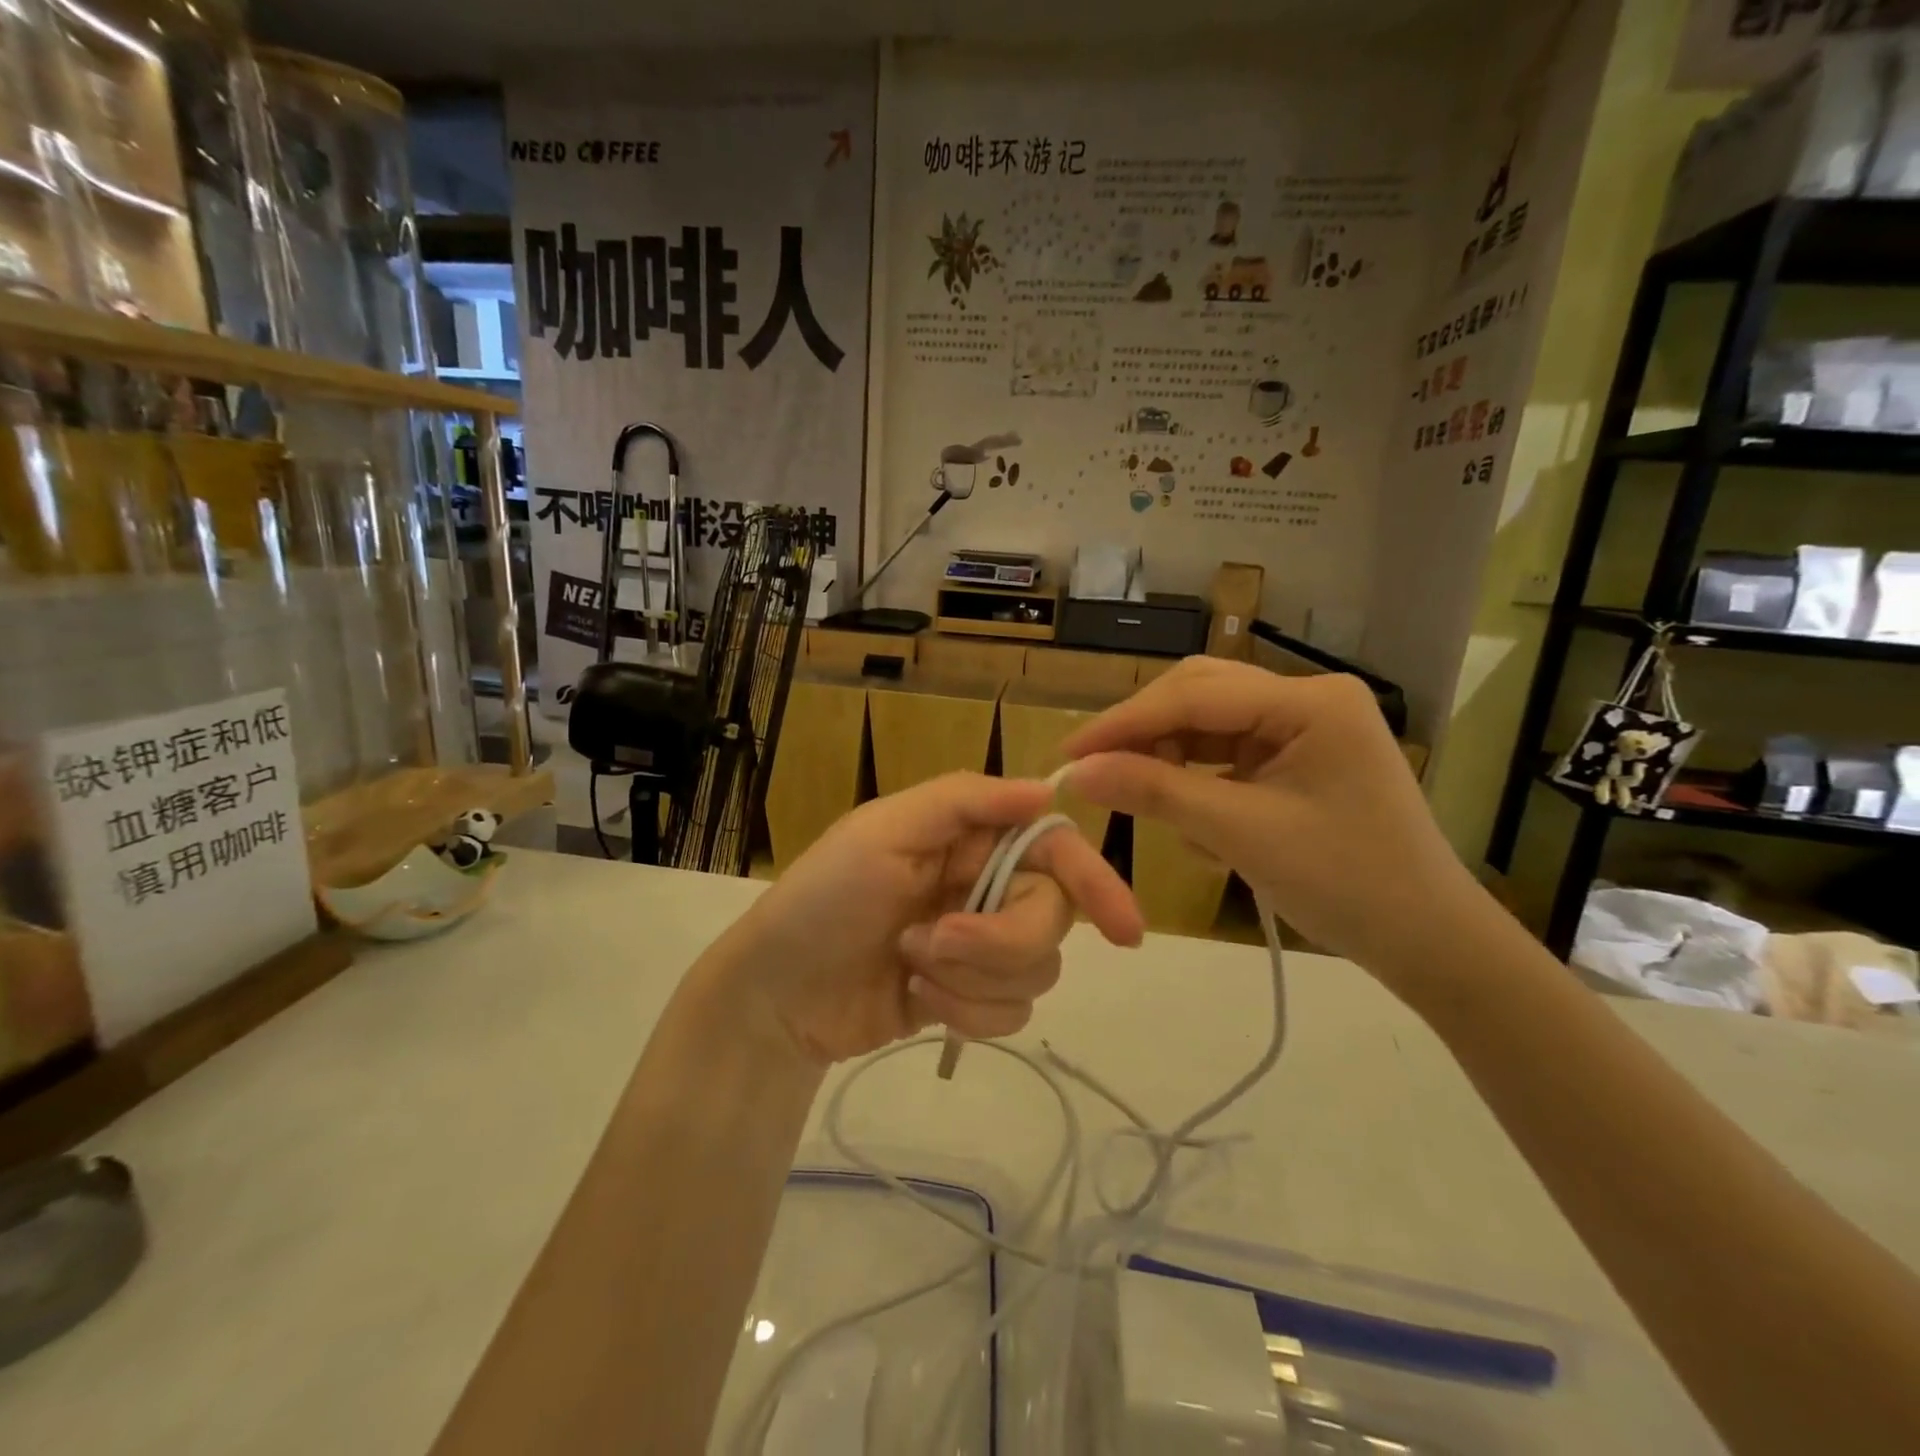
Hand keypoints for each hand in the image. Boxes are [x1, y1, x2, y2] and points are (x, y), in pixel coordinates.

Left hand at [705, 773, 1143, 1066]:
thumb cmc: (823, 899)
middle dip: (999, 940)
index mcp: (969, 837)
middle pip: (1051, 916)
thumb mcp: (881, 831)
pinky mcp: (969, 998)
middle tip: (936, 942)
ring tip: (912, 966)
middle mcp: (984, 885)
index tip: (1125, 930)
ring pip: (1036, 970)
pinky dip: (967, 1014)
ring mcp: (978, 946)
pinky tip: (917, 999)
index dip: (1094, 881)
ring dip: (973, 978)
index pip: (1054, 849)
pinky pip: (1011, 1013)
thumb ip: (964, 802)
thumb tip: (1047, 789)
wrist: (777, 995)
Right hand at [1063, 658, 1486, 995]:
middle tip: (1092, 770)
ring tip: (1137, 797)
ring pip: (1208, 724)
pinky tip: (1188, 818)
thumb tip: (1079, 772)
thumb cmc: (1345, 884)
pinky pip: (1227, 754)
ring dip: (1167, 757)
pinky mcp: (1297, 758)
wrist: (1428, 942)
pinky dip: (1196, 780)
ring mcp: (1304, 727)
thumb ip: (1156, 792)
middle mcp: (1308, 698)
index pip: (1194, 695)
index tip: (1067, 754)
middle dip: (1143, 733)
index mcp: (1310, 701)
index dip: (1123, 724)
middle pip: (1199, 695)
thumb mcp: (1241, 834)